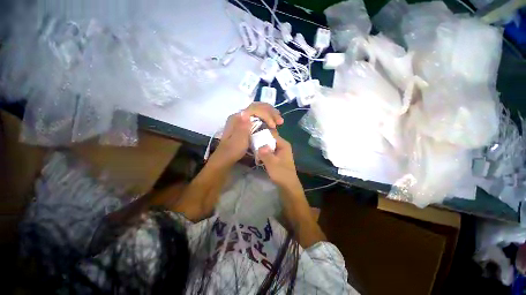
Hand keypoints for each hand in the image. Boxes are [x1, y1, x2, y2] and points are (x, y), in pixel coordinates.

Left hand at [212, 103, 283, 166]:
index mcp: (237, 117)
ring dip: (270, 113)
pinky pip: (258, 116)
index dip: (266, 114)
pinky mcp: (246, 123)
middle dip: (270, 112)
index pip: (254, 109)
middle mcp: (240, 115)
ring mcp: (243, 118)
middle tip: (280, 120)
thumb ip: (242, 128)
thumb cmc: (233, 151)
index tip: (273, 126)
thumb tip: (246, 114)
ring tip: (279, 120)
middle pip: (257, 107)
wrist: (227, 156)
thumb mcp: (237, 142)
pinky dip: (267, 117)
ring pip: (258, 110)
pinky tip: (272, 121)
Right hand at [257, 134, 301, 189]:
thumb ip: (265, 153)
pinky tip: (258, 157)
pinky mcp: (278, 158)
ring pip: (269, 147)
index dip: (263, 134)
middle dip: (261, 142)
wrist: (288, 186)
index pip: (272, 134)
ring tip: (253, 150)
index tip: (253, 136)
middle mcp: (282, 146)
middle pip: (270, 140)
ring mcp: (280, 152)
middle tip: (251, 143)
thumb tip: (259, 145)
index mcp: (283, 144)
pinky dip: (264, 154)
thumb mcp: (272, 163)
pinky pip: (269, 152)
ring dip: (262, 149)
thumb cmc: (281, 173)